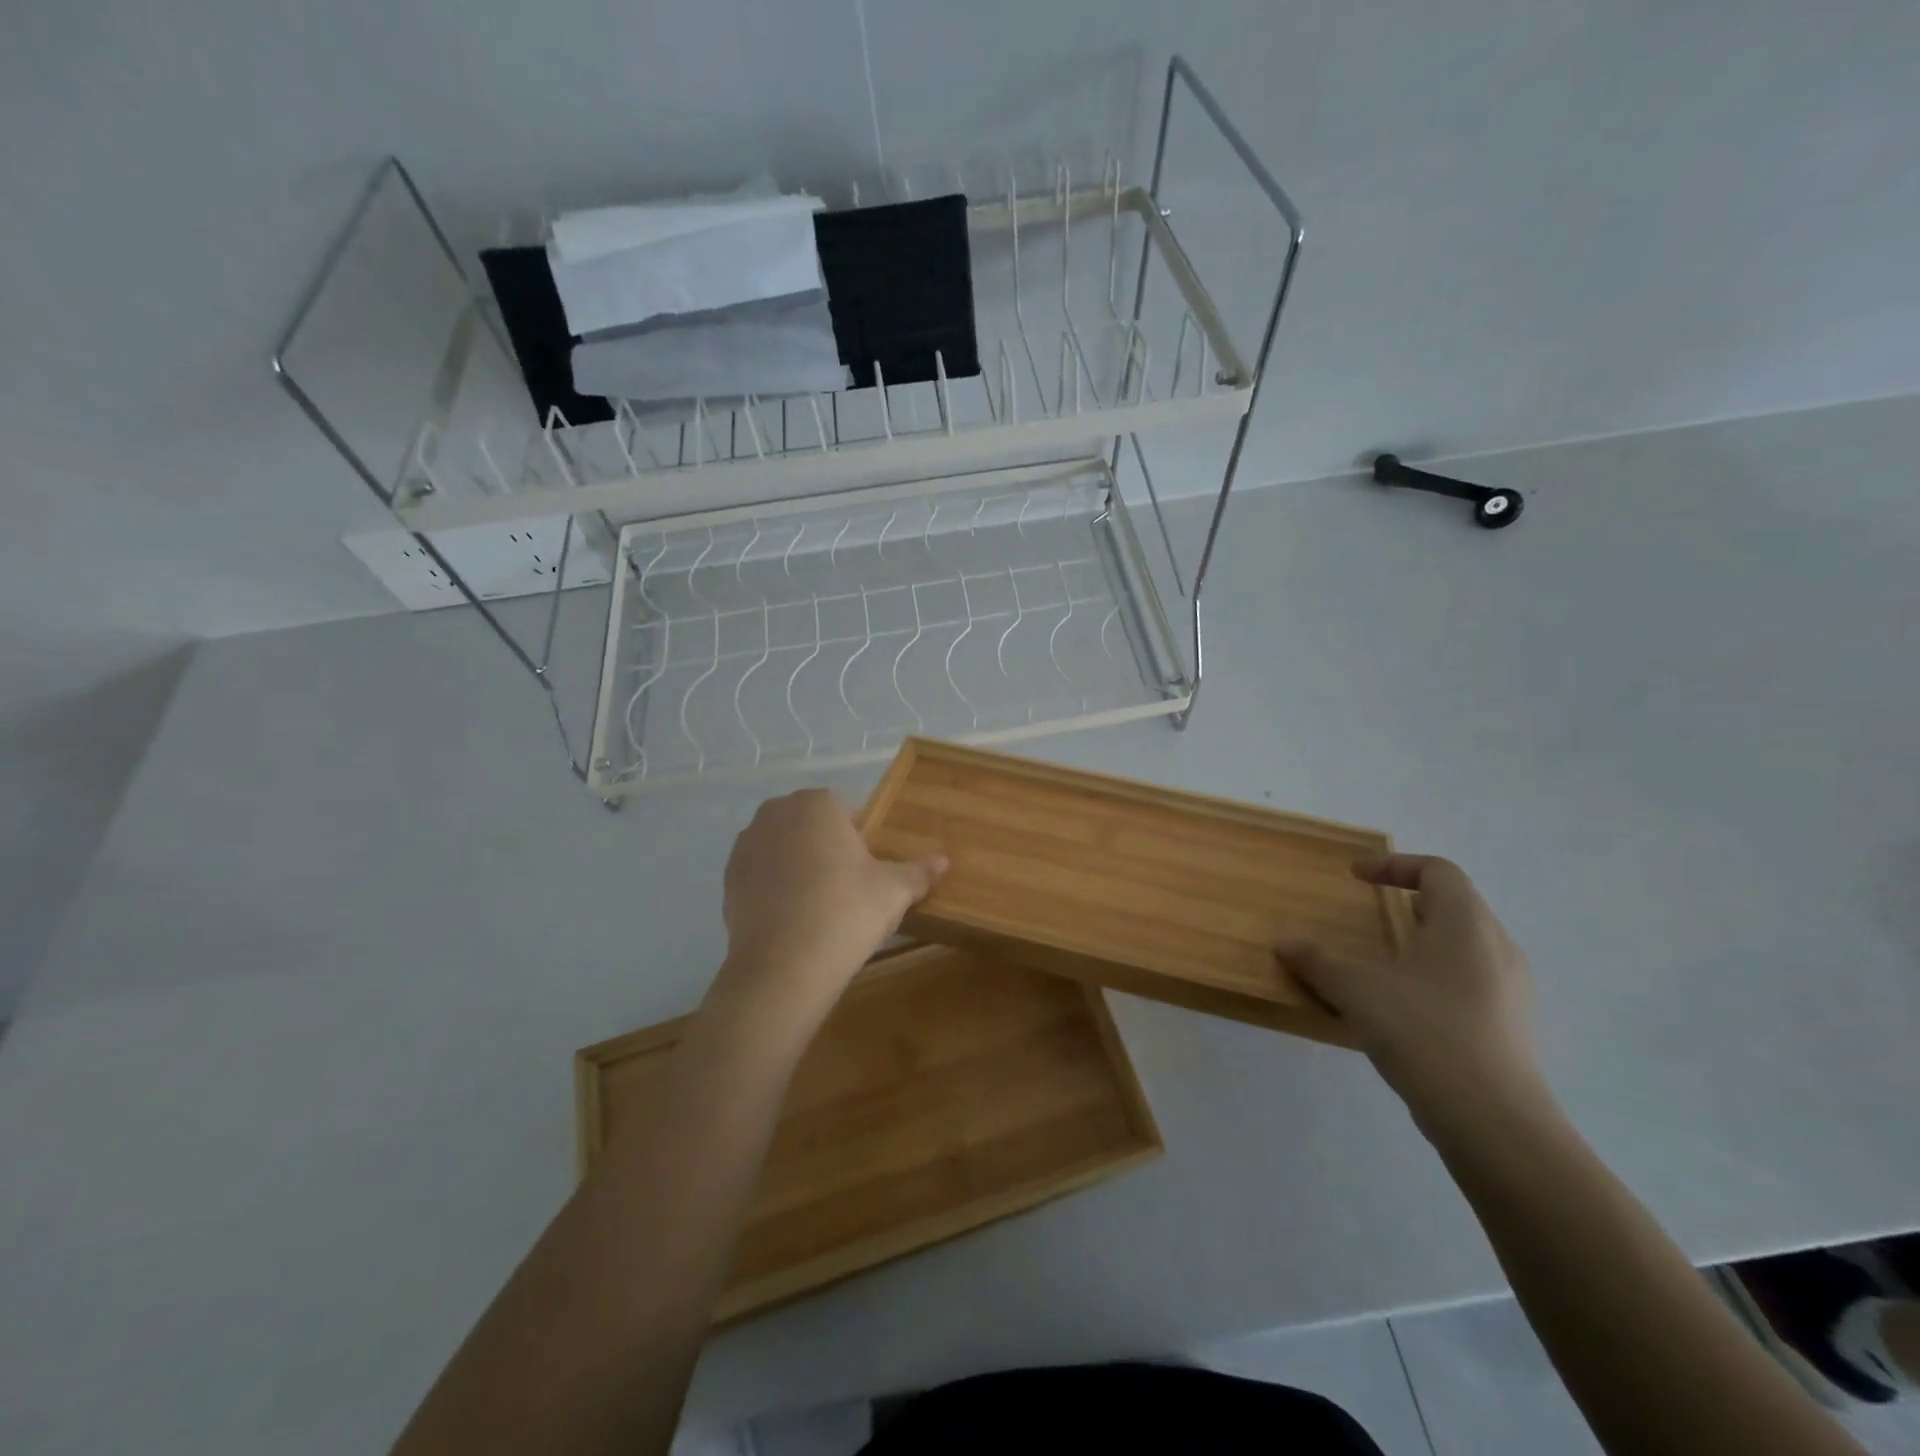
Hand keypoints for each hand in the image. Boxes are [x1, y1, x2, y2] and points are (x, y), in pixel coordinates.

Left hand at [710, 789, 945, 1023]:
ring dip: (798, 865)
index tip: (869, 869)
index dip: (860, 837)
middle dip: (827, 846)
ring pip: (783, 847)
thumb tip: (944, 860)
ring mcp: (747, 845)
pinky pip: (761, 874)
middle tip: (848, 886)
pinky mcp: (729, 878)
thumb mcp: (894, 891)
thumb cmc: (847, 911)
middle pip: (811, 825)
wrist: (784, 965)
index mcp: (817, 804)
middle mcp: (776, 813)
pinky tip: (793, 918)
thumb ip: (919, 872)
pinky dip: (775, 888)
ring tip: (819, 905)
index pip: (845, 809)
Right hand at [1276, 855, 1547, 1135]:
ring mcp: (1513, 991)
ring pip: (1468, 947)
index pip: (1439, 870)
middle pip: (1457, 905)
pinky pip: (1474, 984)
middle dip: (1411, 904)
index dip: (1395, 865)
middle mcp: (1498, 948)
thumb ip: (1318, 961)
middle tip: (1373, 915)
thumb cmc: (1423, 1032)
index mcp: (1466, 924)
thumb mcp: (1356, 990)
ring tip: (1387, 962)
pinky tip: (1408, 1010)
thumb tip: (1285, 944)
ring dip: (1426, 943)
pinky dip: (1438, 979)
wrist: (1494, 1121)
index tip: (1356, 877)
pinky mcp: (1514, 1028)